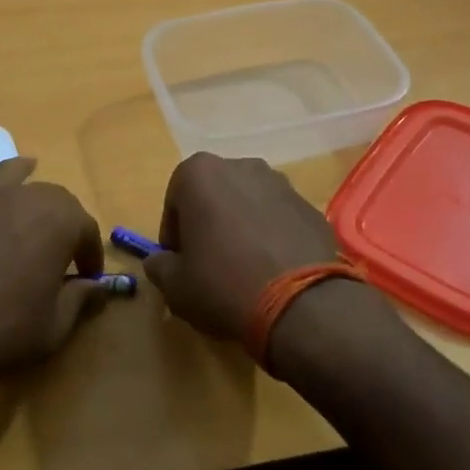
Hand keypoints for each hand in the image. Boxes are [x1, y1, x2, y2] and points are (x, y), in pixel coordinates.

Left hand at [0, 148, 105, 395]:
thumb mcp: (52, 327)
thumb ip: (80, 300)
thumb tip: (98, 288)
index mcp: (58, 222)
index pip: (85, 230)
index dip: (90, 254)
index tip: (88, 278)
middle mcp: (24, 197)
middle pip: (53, 198)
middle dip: (63, 221)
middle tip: (61, 251)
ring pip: (11, 175)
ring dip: (25, 176)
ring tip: (31, 170)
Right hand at [142, 153, 339, 343]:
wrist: (300, 304)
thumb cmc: (223, 284)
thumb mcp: (175, 285)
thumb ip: (159, 266)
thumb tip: (160, 261)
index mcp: (200, 173)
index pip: (174, 201)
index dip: (173, 234)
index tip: (179, 262)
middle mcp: (241, 166)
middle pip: (214, 196)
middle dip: (208, 223)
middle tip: (208, 264)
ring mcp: (281, 184)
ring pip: (248, 204)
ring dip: (242, 227)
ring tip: (244, 268)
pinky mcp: (310, 207)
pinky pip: (279, 219)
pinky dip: (272, 237)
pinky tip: (273, 271)